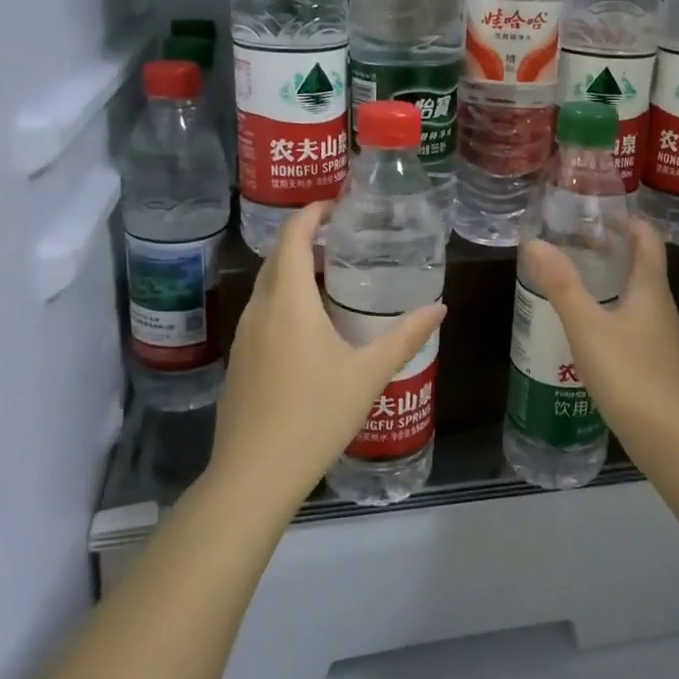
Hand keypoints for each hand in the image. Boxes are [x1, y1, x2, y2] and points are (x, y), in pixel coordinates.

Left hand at [208, 202, 445, 509]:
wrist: (255, 474)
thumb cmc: (316, 415)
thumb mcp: (369, 373)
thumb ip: (405, 337)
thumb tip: (439, 307)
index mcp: (289, 303)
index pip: (292, 239)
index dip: (310, 214)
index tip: (334, 204)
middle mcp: (260, 311)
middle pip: (276, 260)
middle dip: (303, 241)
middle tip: (340, 240)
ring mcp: (244, 338)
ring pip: (266, 289)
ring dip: (292, 274)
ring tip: (329, 280)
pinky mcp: (239, 363)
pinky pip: (261, 316)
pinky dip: (283, 303)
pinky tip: (308, 330)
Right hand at [518, 218, 678, 443]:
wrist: (671, 440)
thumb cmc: (631, 375)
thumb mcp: (589, 327)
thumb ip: (562, 286)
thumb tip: (534, 242)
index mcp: (650, 288)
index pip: (646, 238)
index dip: (626, 218)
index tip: (594, 207)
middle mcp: (658, 306)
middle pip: (639, 263)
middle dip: (609, 246)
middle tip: (570, 236)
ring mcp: (656, 336)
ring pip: (633, 293)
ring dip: (606, 278)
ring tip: (570, 273)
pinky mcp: (649, 361)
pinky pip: (627, 320)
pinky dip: (606, 308)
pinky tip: (581, 322)